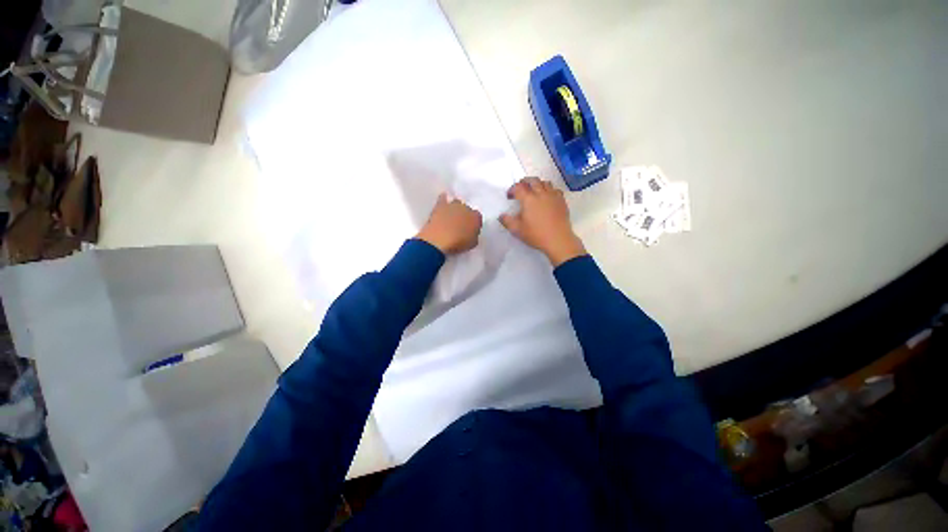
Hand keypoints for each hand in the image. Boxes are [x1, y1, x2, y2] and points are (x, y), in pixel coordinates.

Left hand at [416, 193, 482, 254]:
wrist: (439, 240)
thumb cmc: (458, 245)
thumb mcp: (472, 243)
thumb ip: (474, 235)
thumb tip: (471, 232)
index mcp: (476, 217)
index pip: (477, 218)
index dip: (473, 224)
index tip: (469, 231)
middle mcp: (466, 208)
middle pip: (466, 210)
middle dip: (464, 216)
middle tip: (459, 226)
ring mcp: (453, 205)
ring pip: (456, 204)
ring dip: (454, 210)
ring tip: (450, 218)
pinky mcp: (440, 205)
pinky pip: (443, 198)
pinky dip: (444, 199)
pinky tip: (443, 201)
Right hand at [500, 177, 585, 265]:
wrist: (558, 240)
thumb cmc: (536, 234)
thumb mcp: (517, 230)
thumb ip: (507, 221)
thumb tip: (501, 216)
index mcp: (528, 199)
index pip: (518, 187)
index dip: (512, 189)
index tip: (509, 196)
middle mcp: (541, 193)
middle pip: (532, 180)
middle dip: (524, 182)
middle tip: (520, 189)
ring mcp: (553, 196)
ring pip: (545, 182)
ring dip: (537, 184)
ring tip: (534, 191)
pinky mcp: (562, 201)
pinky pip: (555, 189)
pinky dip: (549, 190)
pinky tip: (547, 197)